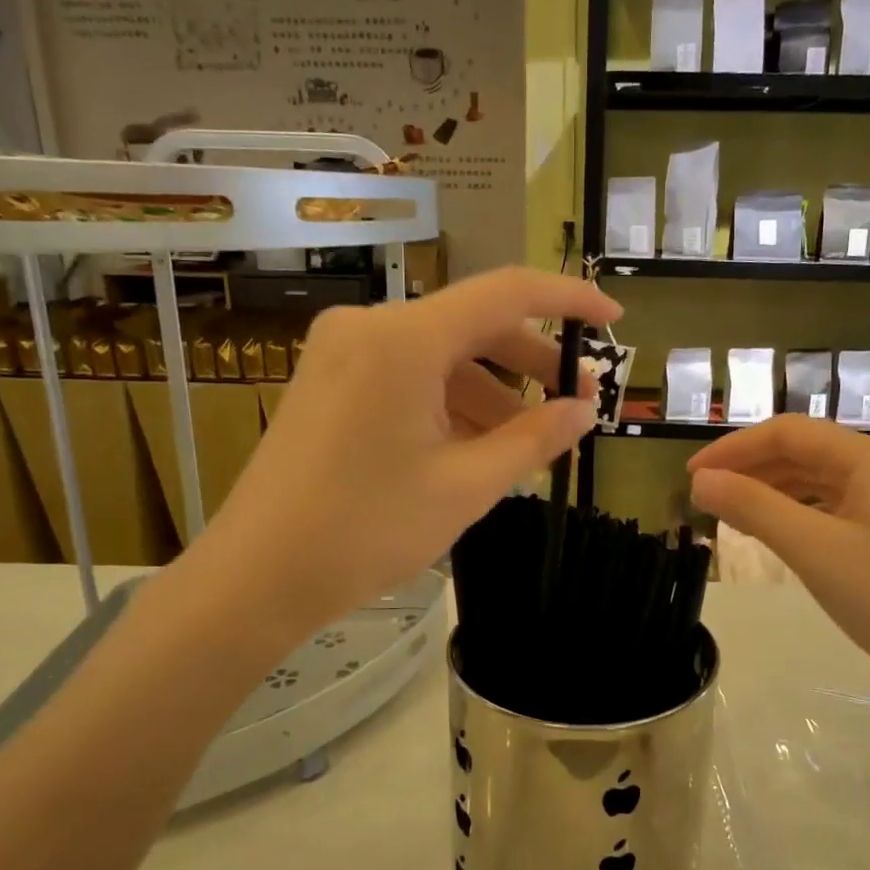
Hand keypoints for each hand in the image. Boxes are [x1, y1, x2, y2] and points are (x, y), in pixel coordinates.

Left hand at [189, 267, 619, 643]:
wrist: (257, 576)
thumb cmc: (366, 530)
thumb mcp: (466, 486)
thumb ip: (535, 438)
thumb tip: (586, 410)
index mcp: (405, 338)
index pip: (506, 293)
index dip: (568, 299)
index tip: (611, 320)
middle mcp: (370, 326)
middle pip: (472, 324)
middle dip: (530, 361)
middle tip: (575, 404)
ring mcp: (342, 351)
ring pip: (441, 354)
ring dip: (491, 390)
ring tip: (529, 441)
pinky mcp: (329, 379)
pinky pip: (408, 374)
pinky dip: (450, 401)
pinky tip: (476, 444)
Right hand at [687, 416, 869, 708]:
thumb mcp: (814, 551)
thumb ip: (754, 508)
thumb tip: (701, 481)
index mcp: (869, 458)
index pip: (787, 433)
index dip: (734, 449)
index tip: (692, 475)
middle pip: (803, 451)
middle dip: (750, 468)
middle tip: (706, 497)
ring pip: (818, 478)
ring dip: (771, 489)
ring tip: (731, 512)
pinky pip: (834, 504)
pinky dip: (797, 510)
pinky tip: (777, 529)